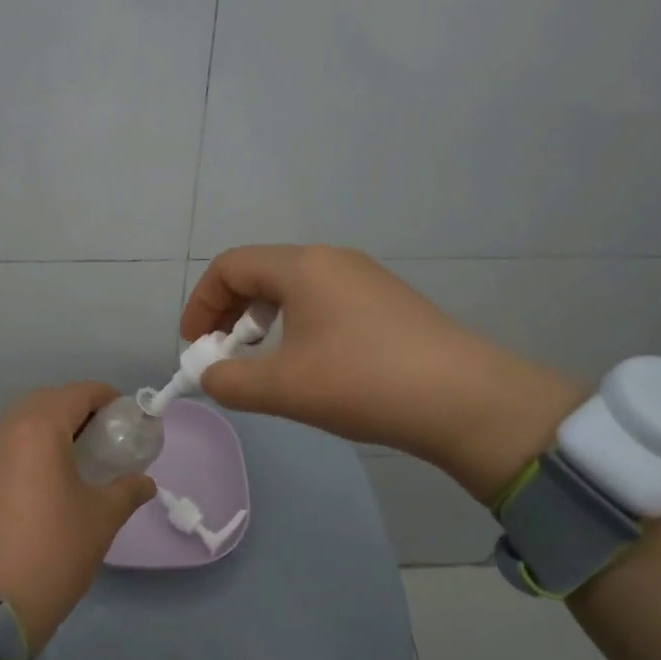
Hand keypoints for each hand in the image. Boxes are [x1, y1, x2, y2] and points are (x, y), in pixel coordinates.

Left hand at [0, 383, 155, 652]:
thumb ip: (127, 490)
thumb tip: (144, 482)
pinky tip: (41, 486)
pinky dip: (25, 453)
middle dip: (76, 412)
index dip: (107, 398)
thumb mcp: (101, 519)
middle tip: (102, 439)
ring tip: (74, 463)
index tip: (127, 418)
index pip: (78, 393)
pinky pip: (2, 451)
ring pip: (18, 426)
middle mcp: (3, 432)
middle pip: (45, 403)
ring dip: (48, 432)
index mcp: (37, 429)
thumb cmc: (52, 551)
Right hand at [182, 245, 582, 501]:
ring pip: (293, 288)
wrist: (465, 400)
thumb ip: (229, 381)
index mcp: (302, 266)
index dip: (201, 304)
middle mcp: (332, 260)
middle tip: (223, 357)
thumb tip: (210, 375)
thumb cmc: (362, 383)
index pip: (230, 267)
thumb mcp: (283, 388)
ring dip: (263, 322)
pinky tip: (310, 365)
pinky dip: (297, 325)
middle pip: (260, 273)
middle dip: (229, 314)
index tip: (195, 348)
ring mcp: (365, 278)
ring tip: (264, 364)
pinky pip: (324, 302)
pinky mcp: (387, 302)